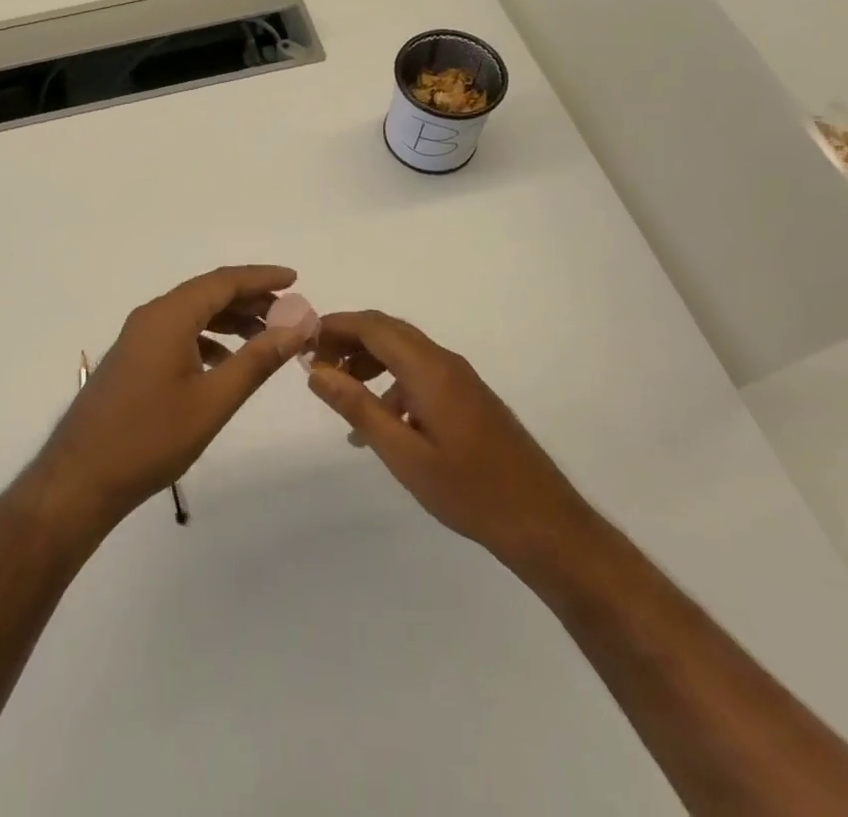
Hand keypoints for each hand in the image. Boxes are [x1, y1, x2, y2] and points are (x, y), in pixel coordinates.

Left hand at [27, 266, 313, 535]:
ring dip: (230, 319)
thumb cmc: (151, 438)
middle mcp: (152, 315)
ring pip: (193, 313)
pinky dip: (208, 337)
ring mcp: (139, 336)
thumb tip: (297, 327)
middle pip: (208, 293)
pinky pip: (178, 332)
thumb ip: (257, 360)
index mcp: (169, 316)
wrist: (81, 477)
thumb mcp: (213, 401)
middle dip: (250, 298)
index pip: (224, 281)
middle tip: (289, 313)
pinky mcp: (134, 358)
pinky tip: (227, 362)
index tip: (295, 279)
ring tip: (266, 336)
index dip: (262, 278)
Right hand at [305, 311, 594, 573]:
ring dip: (368, 361)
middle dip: (348, 340)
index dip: (335, 326)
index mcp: (429, 369)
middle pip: (387, 332)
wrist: (545, 523)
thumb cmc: (469, 491)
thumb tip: (316, 371)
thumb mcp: (404, 455)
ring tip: (340, 391)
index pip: (373, 326)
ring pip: (403, 351)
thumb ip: (358, 408)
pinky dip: (391, 383)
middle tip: (315, 364)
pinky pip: (420, 374)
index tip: (303, 340)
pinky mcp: (468, 398)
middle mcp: (445, 362)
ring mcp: (460, 379)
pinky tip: (379, 423)